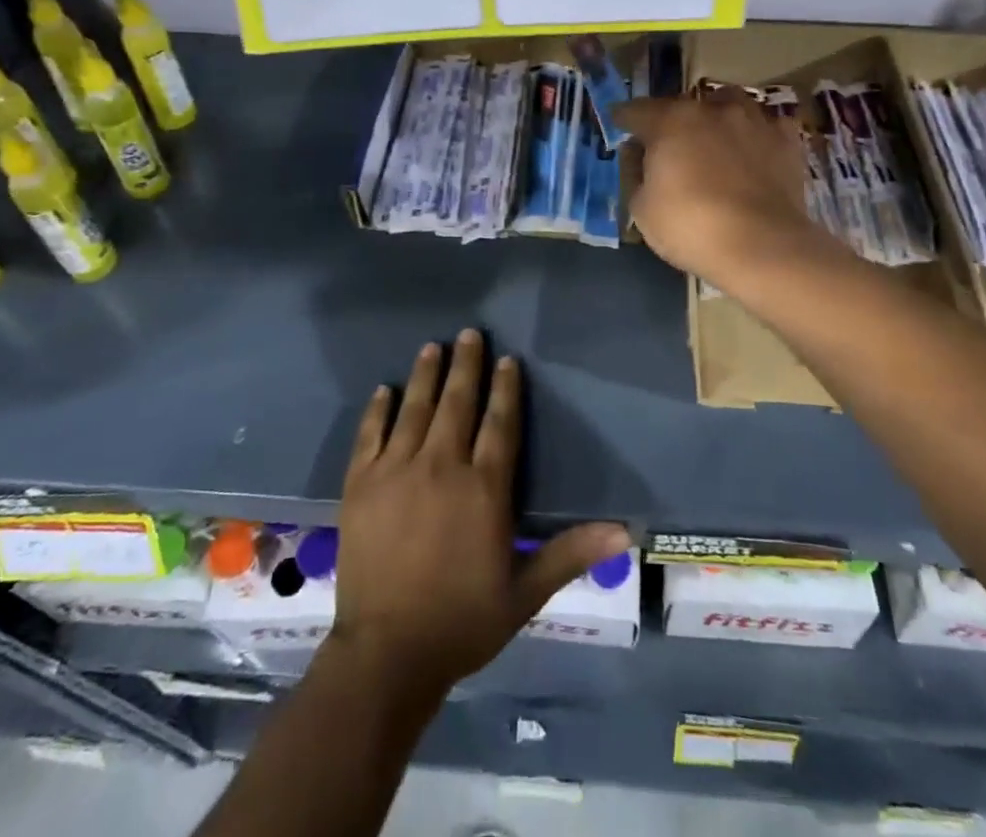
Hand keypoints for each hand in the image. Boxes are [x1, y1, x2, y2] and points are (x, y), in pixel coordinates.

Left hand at [332, 330, 628, 695]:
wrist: (387, 653)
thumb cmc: (463, 622)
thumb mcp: (525, 592)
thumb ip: (570, 553)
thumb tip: (624, 531)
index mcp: (483, 487)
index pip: (499, 422)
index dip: (505, 388)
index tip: (507, 359)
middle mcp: (441, 466)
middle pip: (457, 402)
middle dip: (466, 365)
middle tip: (470, 333)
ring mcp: (396, 471)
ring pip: (415, 408)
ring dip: (426, 375)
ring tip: (433, 346)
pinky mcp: (361, 484)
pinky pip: (370, 434)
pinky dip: (378, 409)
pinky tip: (385, 389)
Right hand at [614, 89, 819, 284]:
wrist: (762, 246)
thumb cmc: (691, 227)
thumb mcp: (642, 208)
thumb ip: (636, 173)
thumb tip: (638, 155)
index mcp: (671, 121)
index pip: (637, 110)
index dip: (624, 118)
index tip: (619, 123)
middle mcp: (712, 109)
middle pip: (684, 104)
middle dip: (672, 119)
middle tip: (667, 142)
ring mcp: (754, 120)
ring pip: (729, 103)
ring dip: (716, 115)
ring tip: (713, 135)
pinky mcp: (787, 140)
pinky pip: (766, 125)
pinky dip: (755, 133)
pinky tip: (753, 148)